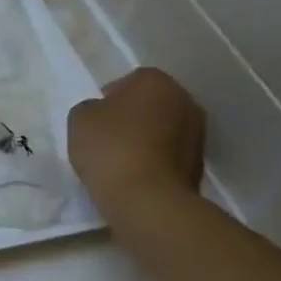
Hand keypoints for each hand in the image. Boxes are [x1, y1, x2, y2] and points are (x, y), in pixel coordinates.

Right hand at [66, 68, 205, 215]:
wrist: (146, 199)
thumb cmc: (110, 148)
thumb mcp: (80, 119)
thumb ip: (90, 108)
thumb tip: (102, 113)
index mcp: (156, 81)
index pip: (130, 81)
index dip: (109, 99)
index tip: (96, 120)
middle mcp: (185, 100)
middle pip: (151, 104)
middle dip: (133, 117)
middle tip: (108, 138)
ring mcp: (198, 133)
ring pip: (164, 129)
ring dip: (147, 139)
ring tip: (122, 160)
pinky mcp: (200, 165)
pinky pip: (169, 155)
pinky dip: (155, 161)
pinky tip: (136, 176)